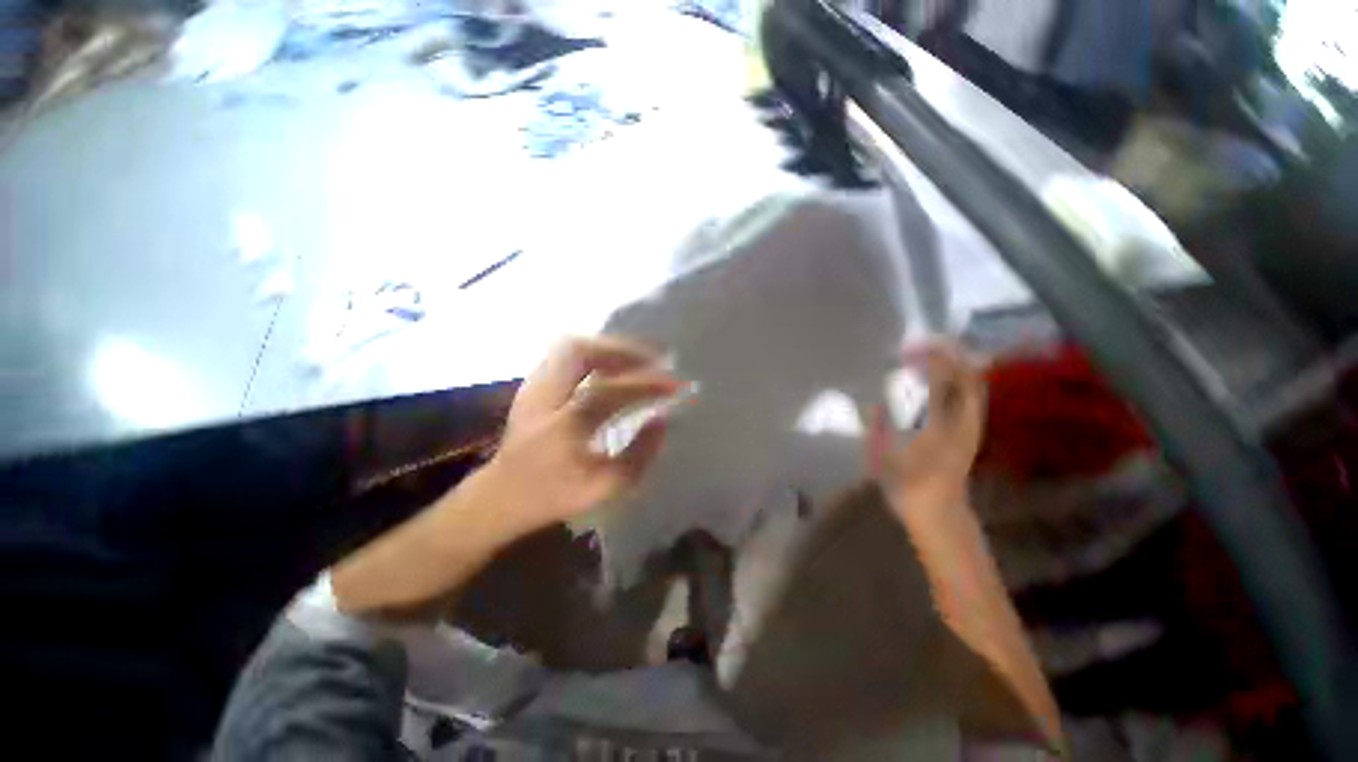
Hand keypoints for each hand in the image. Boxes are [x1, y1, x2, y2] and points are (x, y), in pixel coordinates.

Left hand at [331, 336, 679, 616]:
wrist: (501, 495)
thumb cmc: (553, 496)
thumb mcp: (606, 487)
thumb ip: (640, 454)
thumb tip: (662, 419)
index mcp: (562, 427)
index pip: (611, 391)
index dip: (647, 384)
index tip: (676, 386)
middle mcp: (543, 397)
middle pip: (580, 352)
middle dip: (623, 350)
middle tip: (653, 360)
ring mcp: (533, 385)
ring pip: (571, 347)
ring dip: (609, 348)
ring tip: (637, 360)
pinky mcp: (533, 383)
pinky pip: (566, 355)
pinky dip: (595, 353)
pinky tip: (612, 366)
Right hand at [869, 341, 984, 513]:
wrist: (940, 512)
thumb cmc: (907, 486)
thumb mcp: (882, 459)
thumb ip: (877, 430)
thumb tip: (875, 404)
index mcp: (938, 427)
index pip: (942, 383)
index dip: (930, 359)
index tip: (908, 349)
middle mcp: (962, 423)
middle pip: (967, 376)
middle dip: (947, 354)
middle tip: (919, 346)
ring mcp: (972, 426)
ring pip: (973, 383)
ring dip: (954, 364)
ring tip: (927, 357)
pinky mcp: (973, 430)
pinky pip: (971, 395)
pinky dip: (958, 378)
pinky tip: (937, 378)